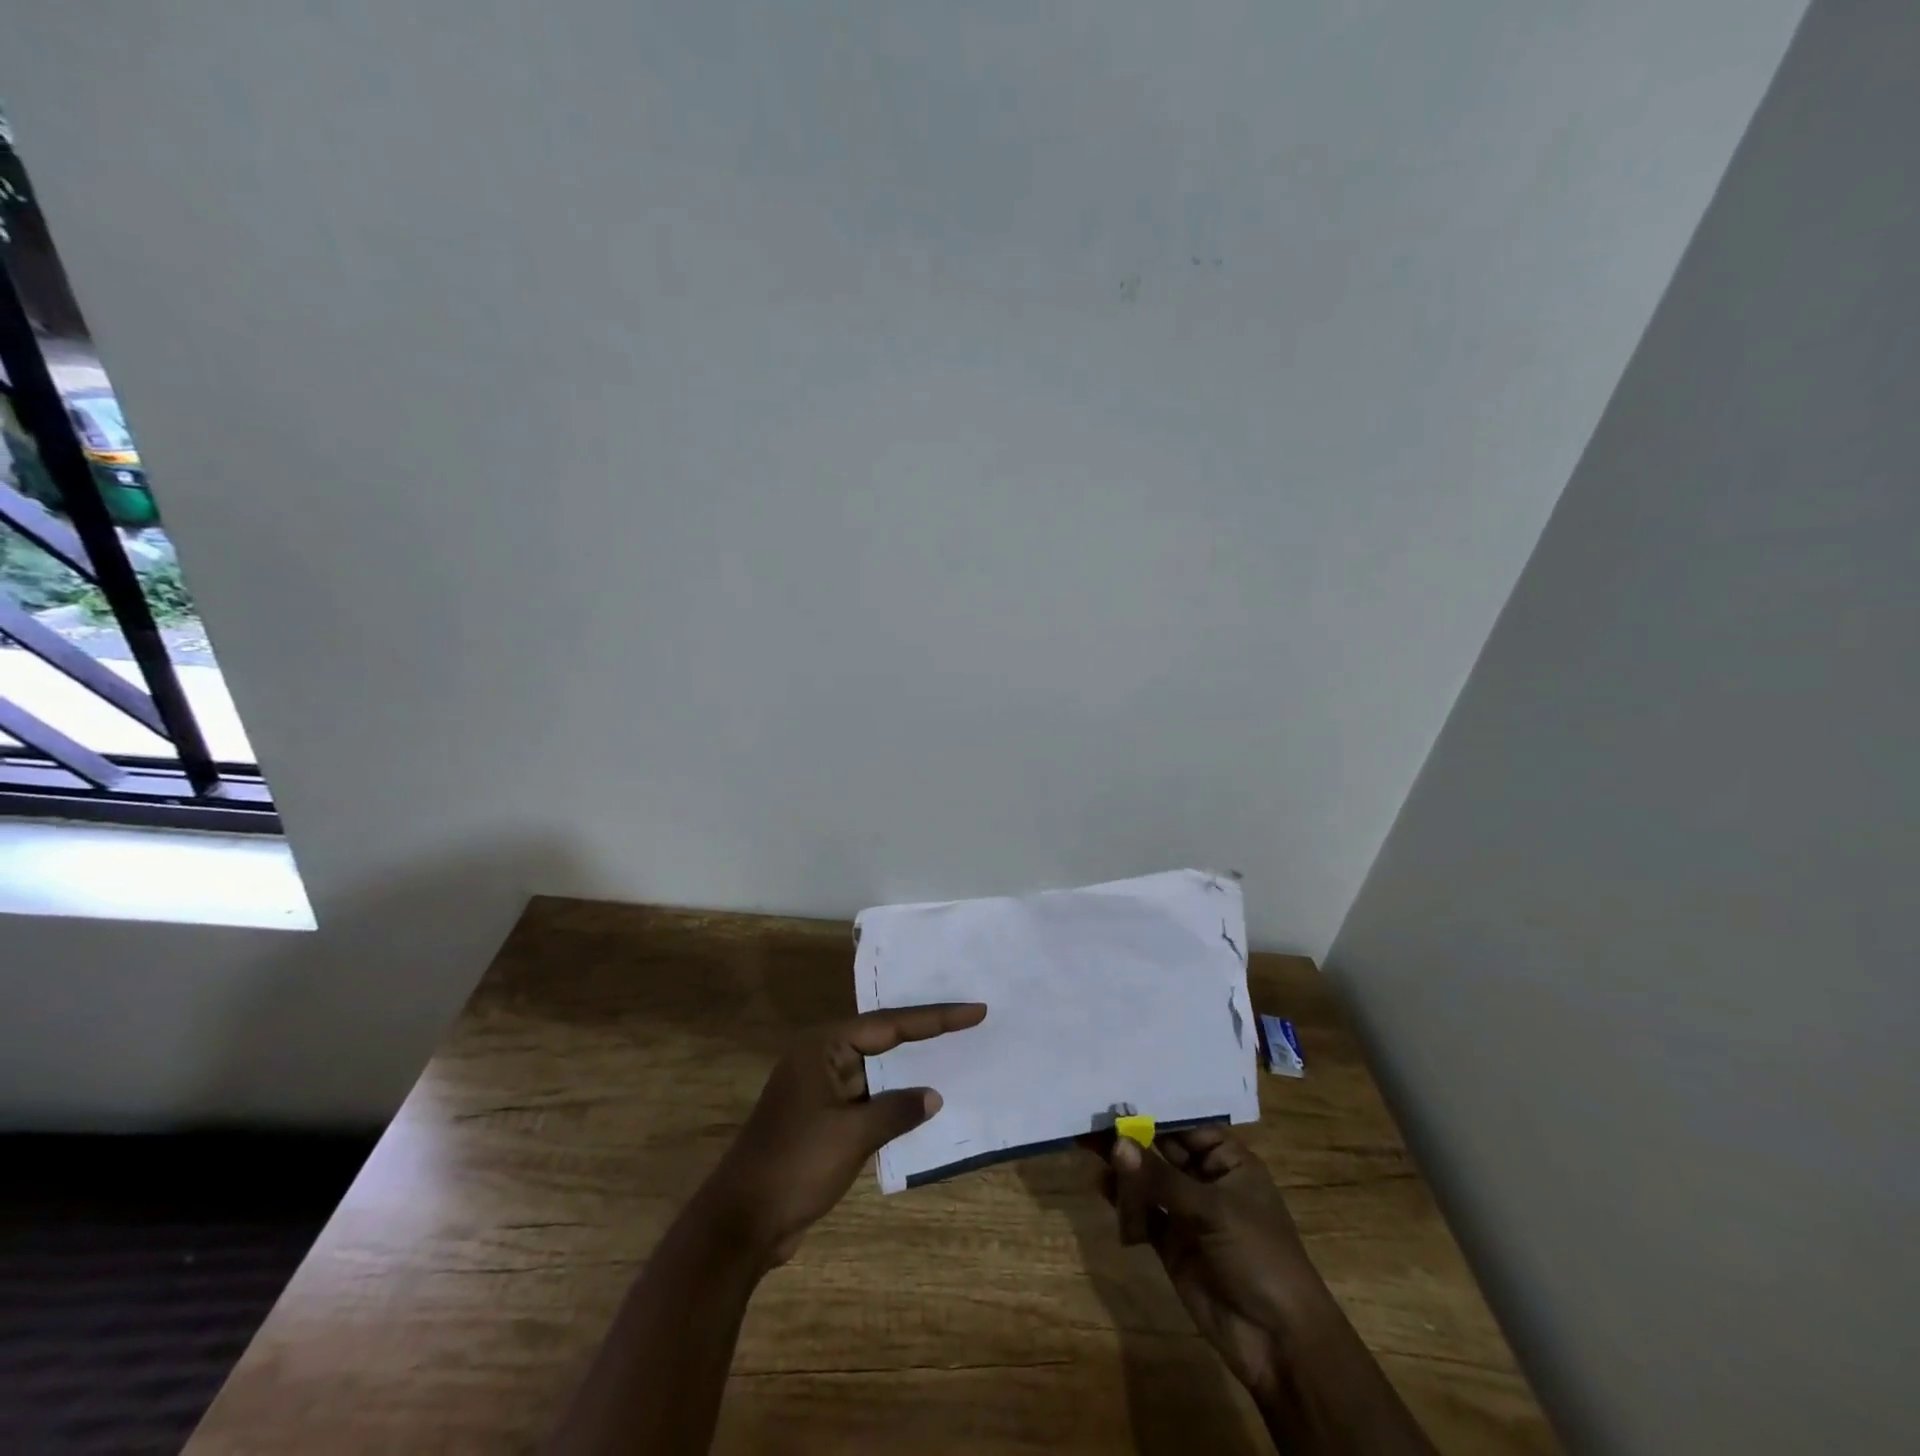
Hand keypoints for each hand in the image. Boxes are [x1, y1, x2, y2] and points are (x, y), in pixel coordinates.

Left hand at [702, 1002, 987, 1267]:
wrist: (741, 1222)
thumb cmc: (795, 1166)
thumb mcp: (852, 1136)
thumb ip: (897, 1110)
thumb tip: (933, 1096)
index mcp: (824, 1046)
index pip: (890, 1024)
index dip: (936, 1018)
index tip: (974, 1010)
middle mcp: (822, 1057)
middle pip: (884, 1038)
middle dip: (926, 1033)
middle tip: (970, 1021)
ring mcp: (822, 1087)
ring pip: (878, 1069)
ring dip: (911, 1068)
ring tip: (956, 1054)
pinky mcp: (824, 1117)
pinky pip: (869, 1096)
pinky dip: (895, 1098)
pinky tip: (923, 1103)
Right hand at [1095, 1128, 1330, 1399]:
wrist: (1279, 1342)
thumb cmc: (1259, 1256)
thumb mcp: (1214, 1210)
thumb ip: (1161, 1178)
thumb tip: (1116, 1143)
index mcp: (1229, 1161)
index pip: (1185, 1124)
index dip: (1152, 1109)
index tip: (1114, 1090)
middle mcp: (1206, 1180)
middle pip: (1161, 1149)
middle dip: (1130, 1135)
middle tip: (1090, 1116)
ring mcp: (1187, 1213)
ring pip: (1148, 1180)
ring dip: (1123, 1167)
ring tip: (1086, 1145)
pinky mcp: (1171, 1244)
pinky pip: (1142, 1213)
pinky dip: (1124, 1202)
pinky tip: (1102, 1187)